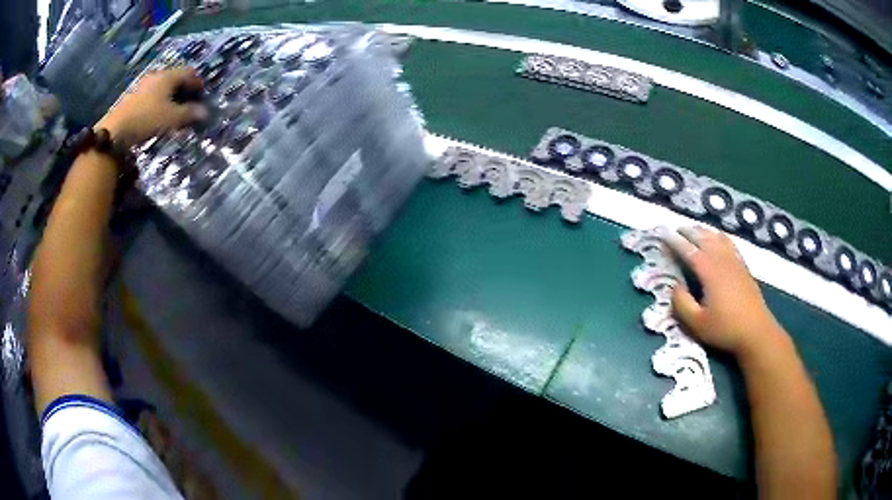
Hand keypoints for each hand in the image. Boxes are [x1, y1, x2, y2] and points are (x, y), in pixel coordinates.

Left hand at [95, 67, 206, 147]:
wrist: (115, 131)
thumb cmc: (147, 119)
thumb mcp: (171, 118)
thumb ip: (189, 114)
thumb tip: (205, 112)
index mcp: (168, 76)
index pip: (190, 73)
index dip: (198, 84)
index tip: (202, 97)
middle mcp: (157, 76)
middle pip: (175, 79)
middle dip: (184, 91)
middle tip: (188, 106)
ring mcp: (143, 85)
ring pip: (163, 88)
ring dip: (170, 98)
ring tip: (173, 113)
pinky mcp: (133, 97)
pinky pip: (152, 95)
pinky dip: (159, 102)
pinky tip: (158, 116)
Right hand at [662, 226, 787, 358]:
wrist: (756, 331)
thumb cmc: (725, 329)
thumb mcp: (697, 324)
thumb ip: (681, 304)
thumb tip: (675, 286)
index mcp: (708, 270)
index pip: (687, 249)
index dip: (673, 241)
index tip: (662, 234)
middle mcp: (721, 259)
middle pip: (702, 237)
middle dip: (687, 231)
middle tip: (674, 230)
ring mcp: (734, 260)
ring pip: (716, 237)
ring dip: (703, 231)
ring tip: (693, 231)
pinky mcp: (743, 266)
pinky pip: (729, 243)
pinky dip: (719, 236)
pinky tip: (717, 239)